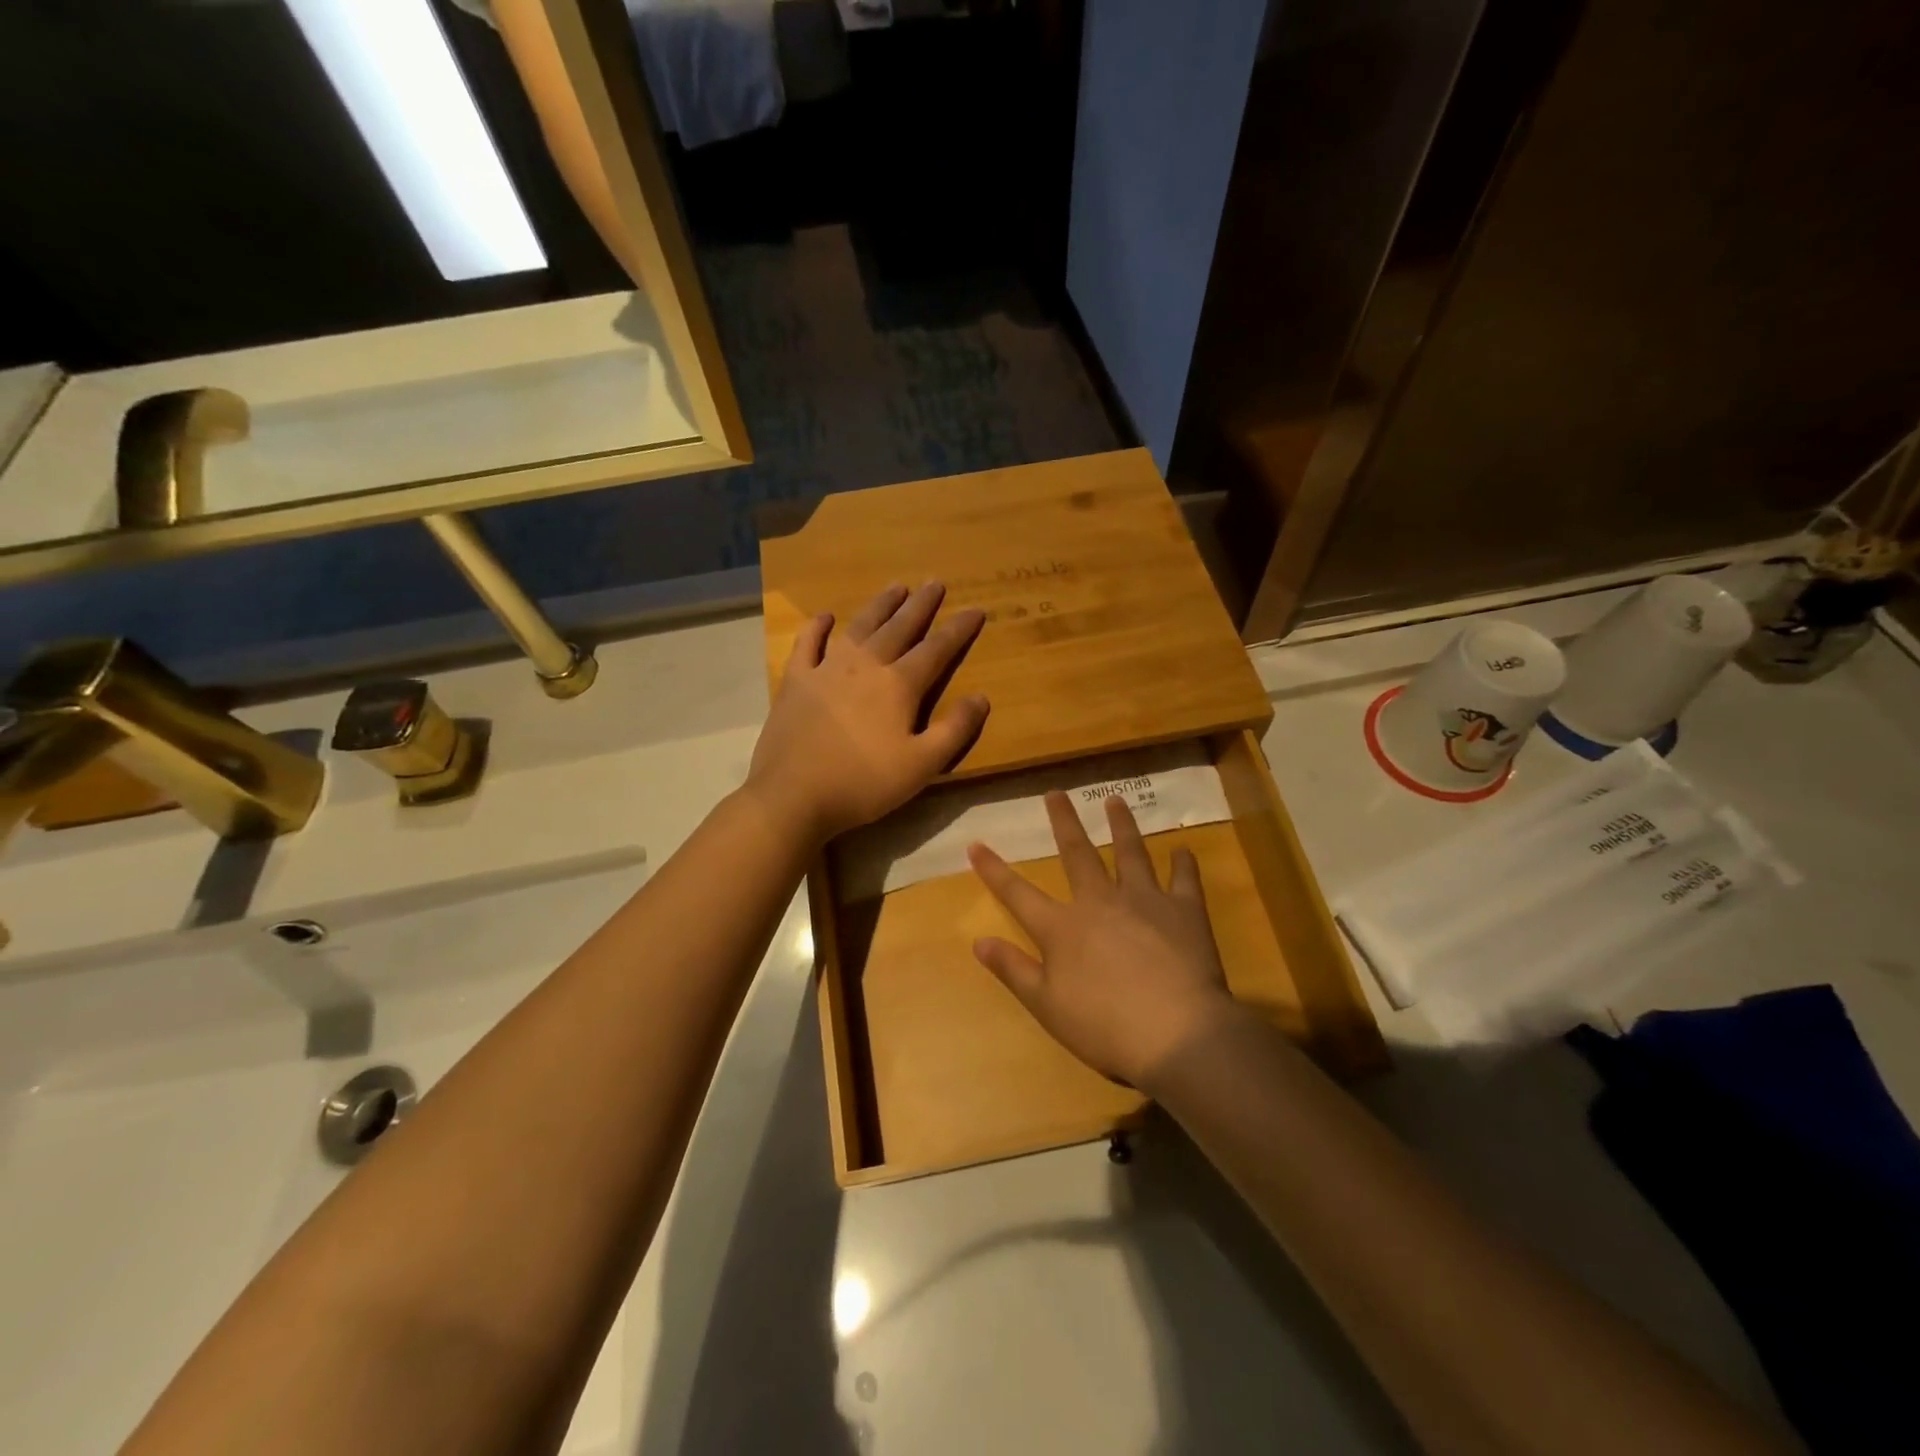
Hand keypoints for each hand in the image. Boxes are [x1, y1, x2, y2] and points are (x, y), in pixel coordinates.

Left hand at [748, 583, 988, 845]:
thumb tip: (981, 697)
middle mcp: (865, 666)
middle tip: (935, 582)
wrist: (793, 795)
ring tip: (896, 587)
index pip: (936, 649)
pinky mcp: (796, 681)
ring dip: (880, 606)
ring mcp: (826, 669)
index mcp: (899, 686)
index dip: (958, 629)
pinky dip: (817, 627)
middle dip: (920, 605)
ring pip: (859, 627)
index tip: (975, 609)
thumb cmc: (863, 783)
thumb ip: (955, 730)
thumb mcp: (922, 765)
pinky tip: (826, 616)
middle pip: (899, 628)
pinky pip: (808, 644)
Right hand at [967, 792, 1240, 1091]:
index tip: (975, 844)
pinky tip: (1182, 850)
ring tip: (1115, 800)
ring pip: (1130, 853)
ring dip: (1122, 825)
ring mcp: (1145, 901)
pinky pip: (1184, 879)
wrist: (1177, 1034)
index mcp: (1063, 928)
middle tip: (1057, 793)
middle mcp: (1100, 902)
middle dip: (1064, 822)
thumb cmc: (1104, 1027)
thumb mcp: (1046, 1005)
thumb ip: (1013, 969)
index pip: (1018, 893)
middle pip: (1077, 854)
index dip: (994, 870)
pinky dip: (1183, 863)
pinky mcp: (1184, 911)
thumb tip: (978, 941)